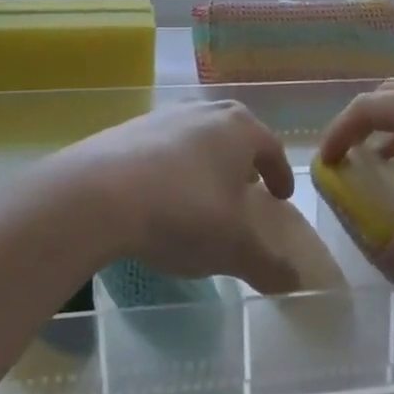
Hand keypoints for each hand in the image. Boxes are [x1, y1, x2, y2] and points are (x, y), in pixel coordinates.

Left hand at [52, 102, 302, 294]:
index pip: (271, 147)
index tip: (280, 195)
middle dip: (243, 157)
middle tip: (245, 186)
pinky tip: (160, 193)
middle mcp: (204, 112)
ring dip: (204, 158)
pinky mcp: (127, 128)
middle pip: (233, 129)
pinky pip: (161, 145)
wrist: (99, 194)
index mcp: (239, 129)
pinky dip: (170, 164)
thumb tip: (295, 282)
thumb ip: (267, 265)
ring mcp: (163, 115)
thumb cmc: (183, 211)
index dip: (279, 173)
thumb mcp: (233, 247)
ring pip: (196, 133)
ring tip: (201, 191)